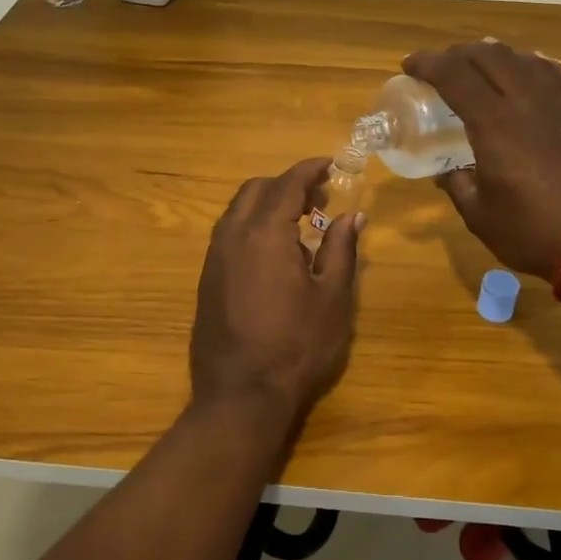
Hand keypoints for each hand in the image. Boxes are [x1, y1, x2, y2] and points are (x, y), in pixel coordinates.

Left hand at [190, 157, 363, 426]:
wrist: (241, 395)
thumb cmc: (296, 346)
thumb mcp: (332, 298)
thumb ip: (341, 250)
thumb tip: (353, 216)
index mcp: (265, 233)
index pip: (287, 184)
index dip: (309, 169)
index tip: (331, 164)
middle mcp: (232, 236)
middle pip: (256, 190)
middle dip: (287, 185)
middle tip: (319, 199)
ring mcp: (214, 258)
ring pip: (237, 211)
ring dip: (266, 205)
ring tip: (299, 224)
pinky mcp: (207, 279)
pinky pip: (228, 234)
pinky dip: (251, 226)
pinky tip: (273, 253)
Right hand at [403, 41, 560, 281]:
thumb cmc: (534, 233)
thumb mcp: (480, 216)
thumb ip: (458, 186)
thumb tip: (448, 172)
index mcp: (495, 125)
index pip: (455, 76)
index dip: (428, 64)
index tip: (409, 65)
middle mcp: (529, 103)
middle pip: (492, 57)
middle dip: (460, 53)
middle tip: (443, 64)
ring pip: (529, 60)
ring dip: (500, 55)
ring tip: (485, 61)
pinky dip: (544, 67)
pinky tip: (538, 68)